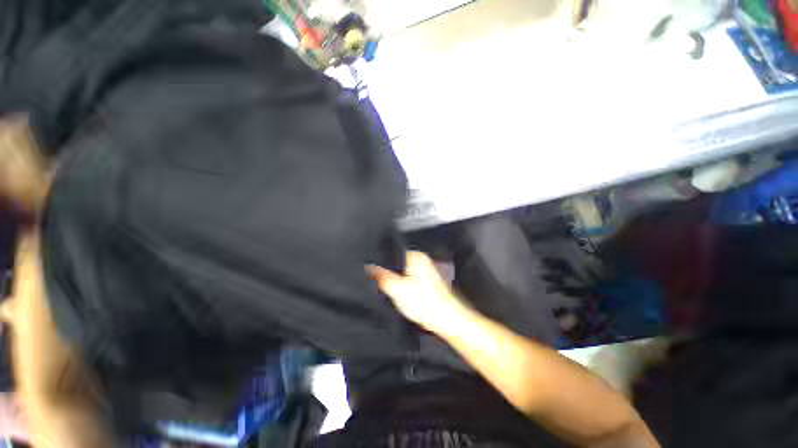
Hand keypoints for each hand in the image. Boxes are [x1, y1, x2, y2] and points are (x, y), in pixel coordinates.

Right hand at [367, 251, 466, 333]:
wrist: (446, 318)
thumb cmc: (424, 302)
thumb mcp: (397, 289)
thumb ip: (381, 276)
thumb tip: (368, 266)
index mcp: (415, 256)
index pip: (393, 252)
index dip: (381, 261)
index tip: (371, 269)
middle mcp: (422, 259)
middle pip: (398, 262)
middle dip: (388, 270)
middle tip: (377, 279)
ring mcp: (426, 269)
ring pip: (404, 271)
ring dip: (396, 277)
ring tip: (387, 286)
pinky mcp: (427, 280)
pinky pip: (410, 277)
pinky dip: (404, 283)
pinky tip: (400, 292)